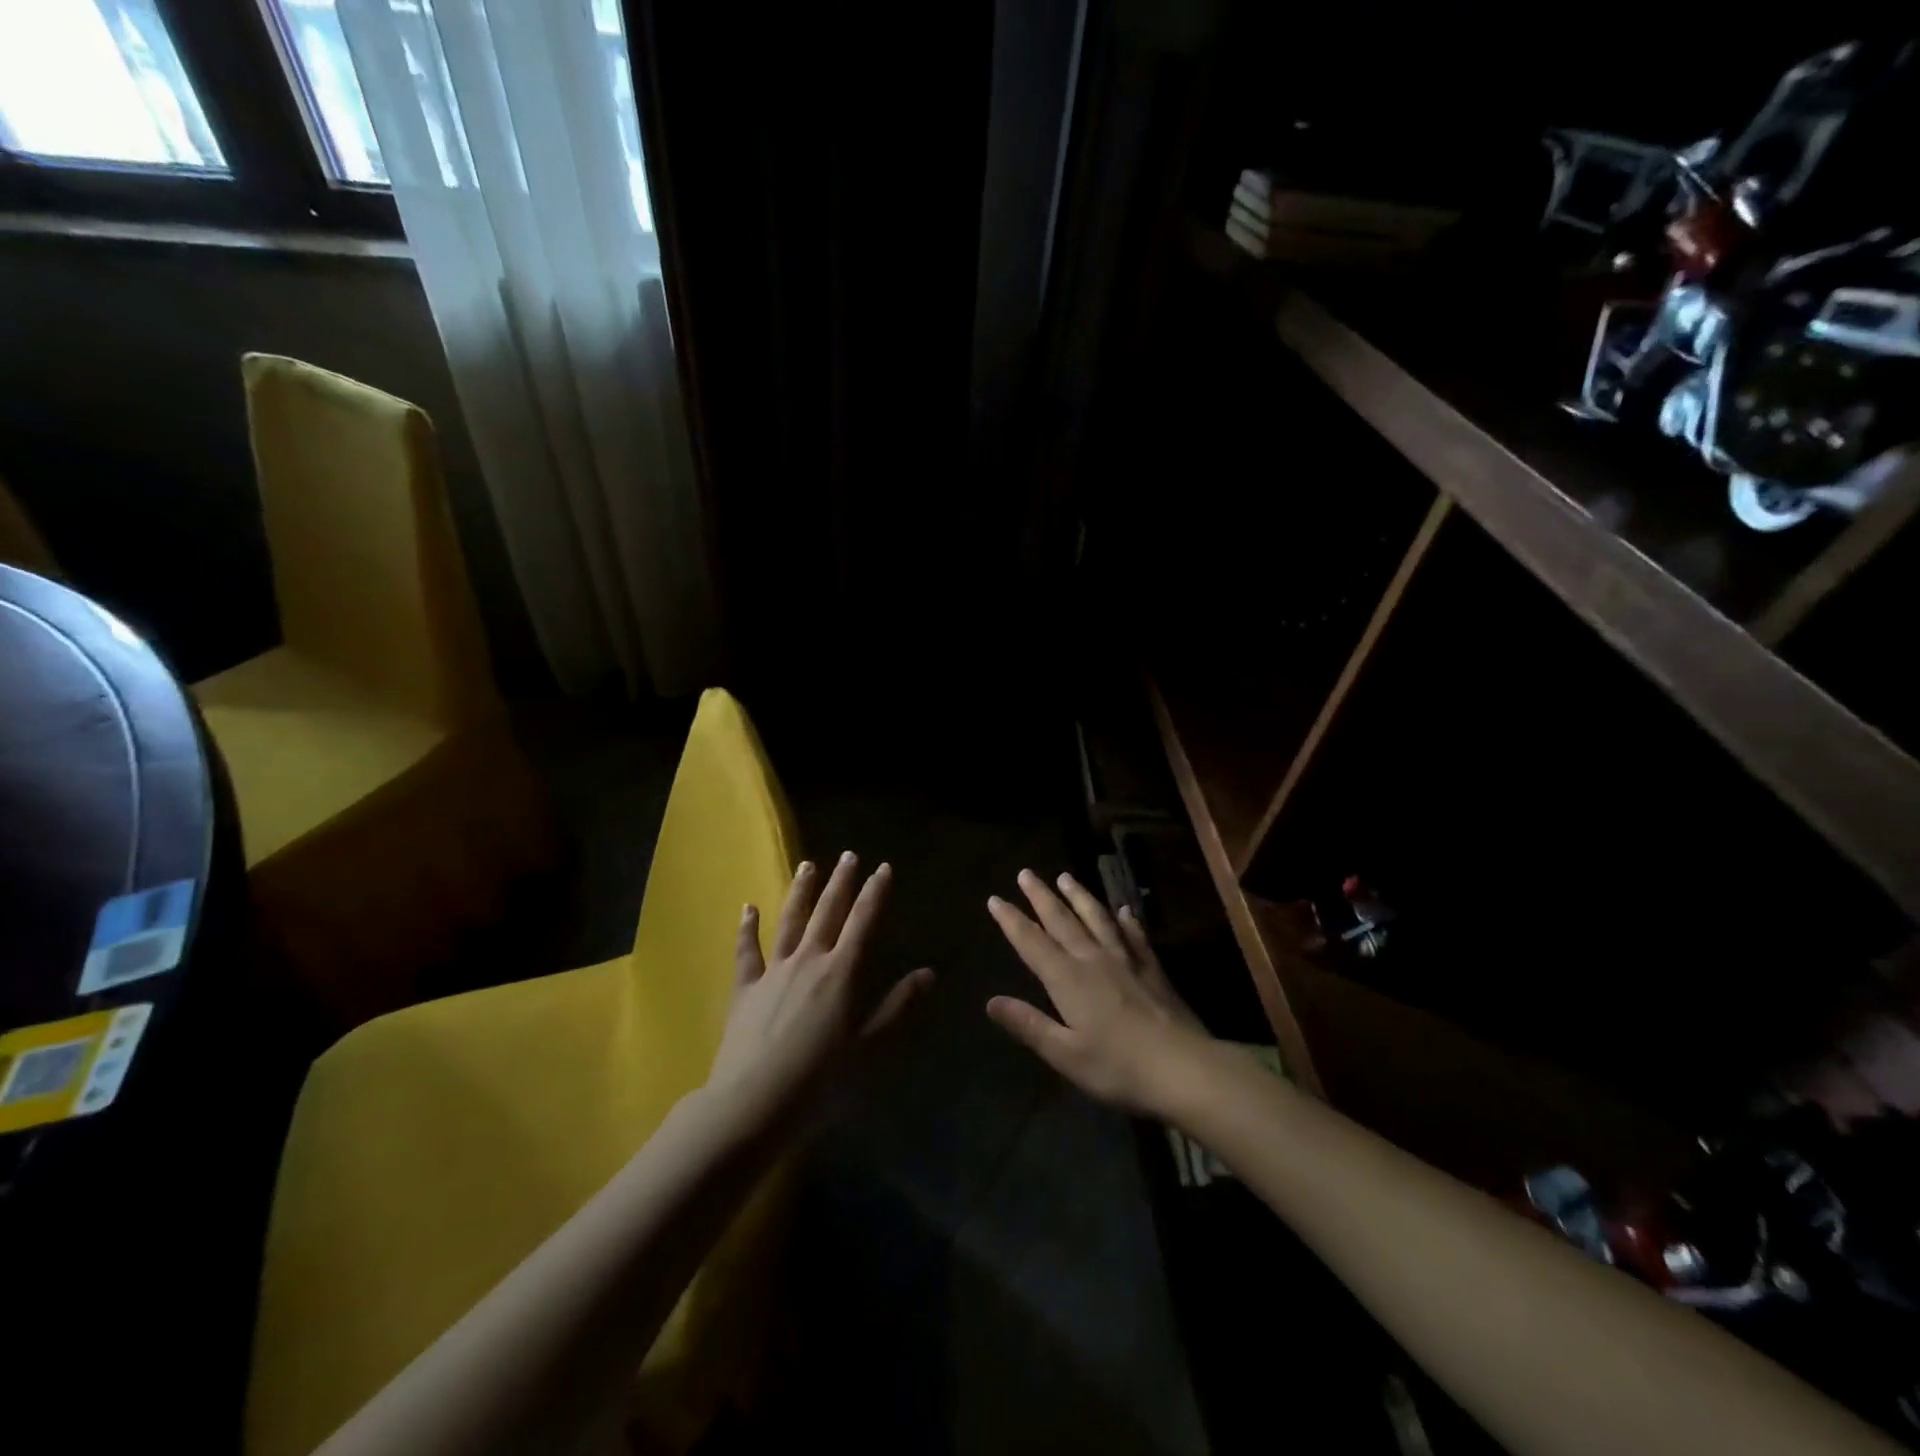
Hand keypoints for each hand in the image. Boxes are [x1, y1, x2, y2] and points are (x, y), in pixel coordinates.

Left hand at [706, 853, 932, 1119]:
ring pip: (790, 921)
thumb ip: (899, 1006)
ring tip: (808, 864)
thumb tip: (928, 972)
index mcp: (841, 972)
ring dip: (801, 891)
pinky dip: (747, 928)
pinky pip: (747, 951)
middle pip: (827, 912)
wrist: (754, 1103)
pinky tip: (747, 907)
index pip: (863, 922)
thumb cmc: (821, 1079)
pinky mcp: (745, 988)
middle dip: (841, 882)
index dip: (875, 893)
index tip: (883, 868)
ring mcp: (773, 971)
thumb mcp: (871, 1047)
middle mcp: (808, 960)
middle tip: (849, 855)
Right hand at [986, 869, 1213, 1115]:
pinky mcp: (1153, 969)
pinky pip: (1135, 936)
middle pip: (1062, 921)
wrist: (1183, 1068)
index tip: (995, 899)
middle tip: (1026, 873)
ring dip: (1079, 896)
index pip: (1032, 943)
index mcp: (1068, 980)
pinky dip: (1127, 921)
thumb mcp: (1066, 1054)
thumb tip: (991, 1001)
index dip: (1011, 920)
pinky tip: (1124, 911)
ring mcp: (1126, 960)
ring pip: (1097, 919)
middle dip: (1041, 897)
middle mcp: (1093, 960)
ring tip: (1066, 877)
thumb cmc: (1118, 1067)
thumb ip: (1029, 1024)